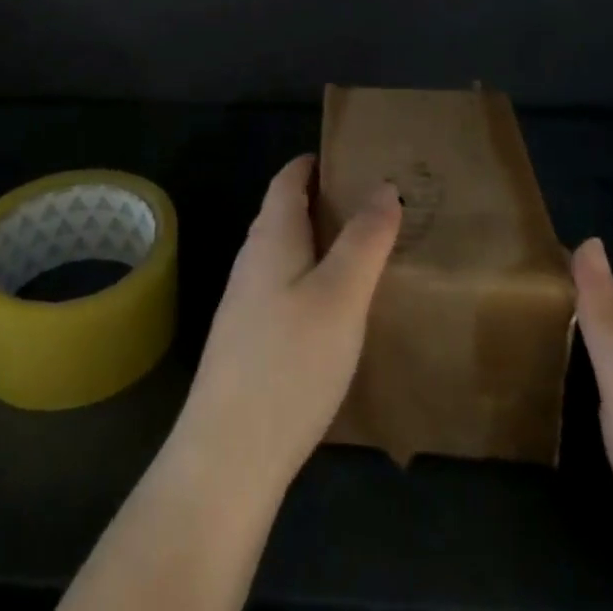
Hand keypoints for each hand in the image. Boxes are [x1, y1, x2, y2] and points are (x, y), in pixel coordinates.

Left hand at [173, 155, 402, 497]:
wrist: (228, 454)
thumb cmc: (290, 360)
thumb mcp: (341, 295)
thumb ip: (364, 239)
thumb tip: (385, 186)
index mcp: (271, 235)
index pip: (289, 179)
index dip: (316, 162)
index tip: (355, 159)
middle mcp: (252, 258)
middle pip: (286, 212)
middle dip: (325, 201)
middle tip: (375, 205)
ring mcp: (246, 301)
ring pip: (286, 253)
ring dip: (320, 243)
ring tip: (365, 252)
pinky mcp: (249, 339)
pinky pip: (285, 287)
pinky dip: (313, 278)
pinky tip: (337, 308)